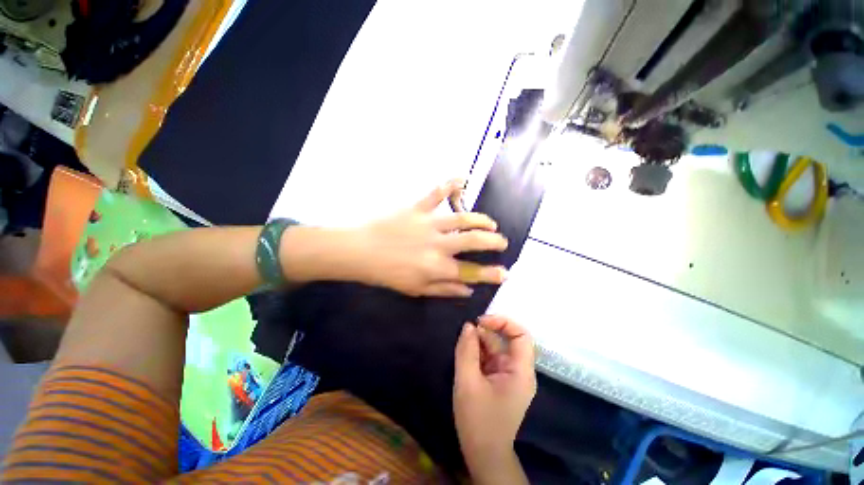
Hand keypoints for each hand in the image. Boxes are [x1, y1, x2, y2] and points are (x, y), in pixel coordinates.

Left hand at [348, 180, 508, 296]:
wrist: (360, 251)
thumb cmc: (387, 273)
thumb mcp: (416, 289)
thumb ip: (444, 289)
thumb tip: (468, 291)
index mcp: (437, 268)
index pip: (472, 272)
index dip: (491, 274)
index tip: (505, 273)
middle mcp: (438, 245)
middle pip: (474, 241)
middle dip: (493, 242)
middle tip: (501, 242)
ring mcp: (429, 224)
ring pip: (463, 218)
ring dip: (481, 220)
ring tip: (490, 223)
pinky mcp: (417, 208)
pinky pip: (436, 193)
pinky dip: (450, 185)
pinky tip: (461, 179)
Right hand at [453, 315, 535, 468]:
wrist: (483, 455)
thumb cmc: (478, 420)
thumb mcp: (467, 382)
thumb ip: (467, 351)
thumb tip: (468, 326)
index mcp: (520, 371)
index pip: (521, 335)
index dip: (503, 322)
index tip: (481, 321)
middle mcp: (519, 370)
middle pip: (507, 339)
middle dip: (486, 332)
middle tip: (465, 334)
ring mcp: (509, 375)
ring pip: (496, 348)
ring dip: (479, 343)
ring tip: (462, 346)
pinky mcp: (500, 380)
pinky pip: (490, 358)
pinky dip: (478, 353)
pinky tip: (465, 355)